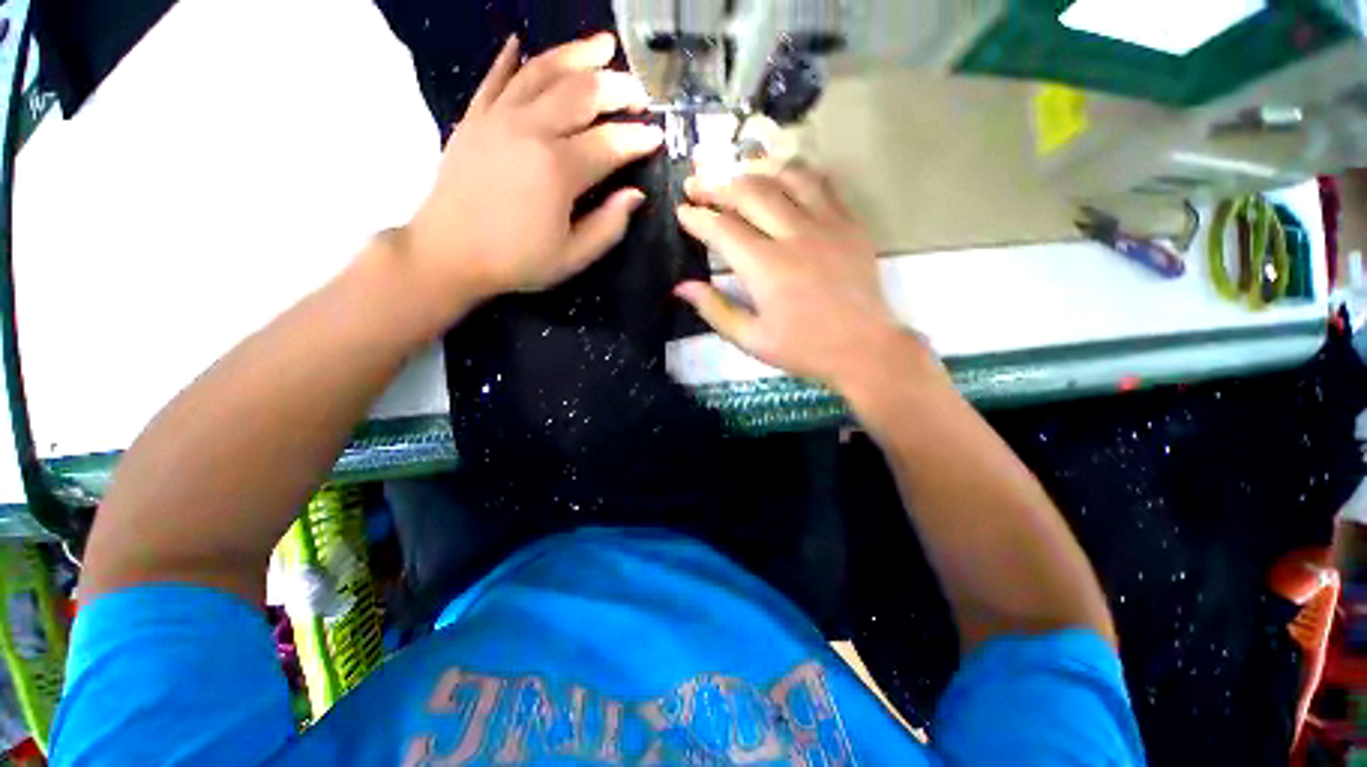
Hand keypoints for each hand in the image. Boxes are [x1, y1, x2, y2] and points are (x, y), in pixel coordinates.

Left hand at [402, 34, 662, 304]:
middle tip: (640, 92)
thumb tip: (636, 196)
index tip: (657, 136)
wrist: (448, 254)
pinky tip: (524, 43)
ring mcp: (498, 117)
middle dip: (618, 88)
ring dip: (577, 55)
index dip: (638, 138)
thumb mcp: (573, 257)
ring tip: (604, 44)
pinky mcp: (475, 117)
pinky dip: (513, 58)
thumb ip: (609, 226)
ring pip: (543, 72)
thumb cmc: (516, 261)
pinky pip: (497, 77)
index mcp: (558, 170)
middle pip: (582, 93)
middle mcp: (530, 131)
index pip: (610, 143)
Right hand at [675, 166, 914, 386]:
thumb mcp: (751, 339)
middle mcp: (794, 235)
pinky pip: (821, 183)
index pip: (722, 229)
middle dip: (717, 184)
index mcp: (766, 268)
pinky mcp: (849, 222)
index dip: (697, 217)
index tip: (682, 211)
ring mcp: (826, 224)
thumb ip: (715, 309)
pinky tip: (782, 176)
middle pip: (749, 192)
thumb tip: (681, 287)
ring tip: (735, 172)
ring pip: (785, 176)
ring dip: (754, 169)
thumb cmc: (803, 348)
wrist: (863, 348)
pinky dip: (796, 173)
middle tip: (697, 183)